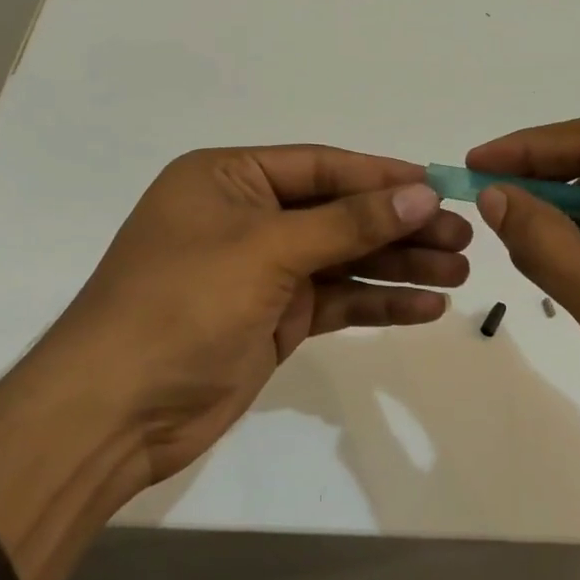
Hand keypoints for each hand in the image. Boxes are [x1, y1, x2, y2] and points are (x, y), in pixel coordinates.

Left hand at [35, 146, 470, 489]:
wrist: (116, 411)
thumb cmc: (182, 304)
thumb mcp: (267, 250)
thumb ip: (348, 223)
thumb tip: (421, 191)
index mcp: (229, 179)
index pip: (321, 167)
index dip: (382, 176)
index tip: (440, 186)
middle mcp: (246, 217)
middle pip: (339, 214)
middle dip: (400, 226)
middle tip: (463, 238)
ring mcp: (261, 272)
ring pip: (343, 260)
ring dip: (399, 266)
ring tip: (460, 272)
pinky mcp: (273, 319)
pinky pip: (335, 301)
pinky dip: (377, 303)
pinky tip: (426, 307)